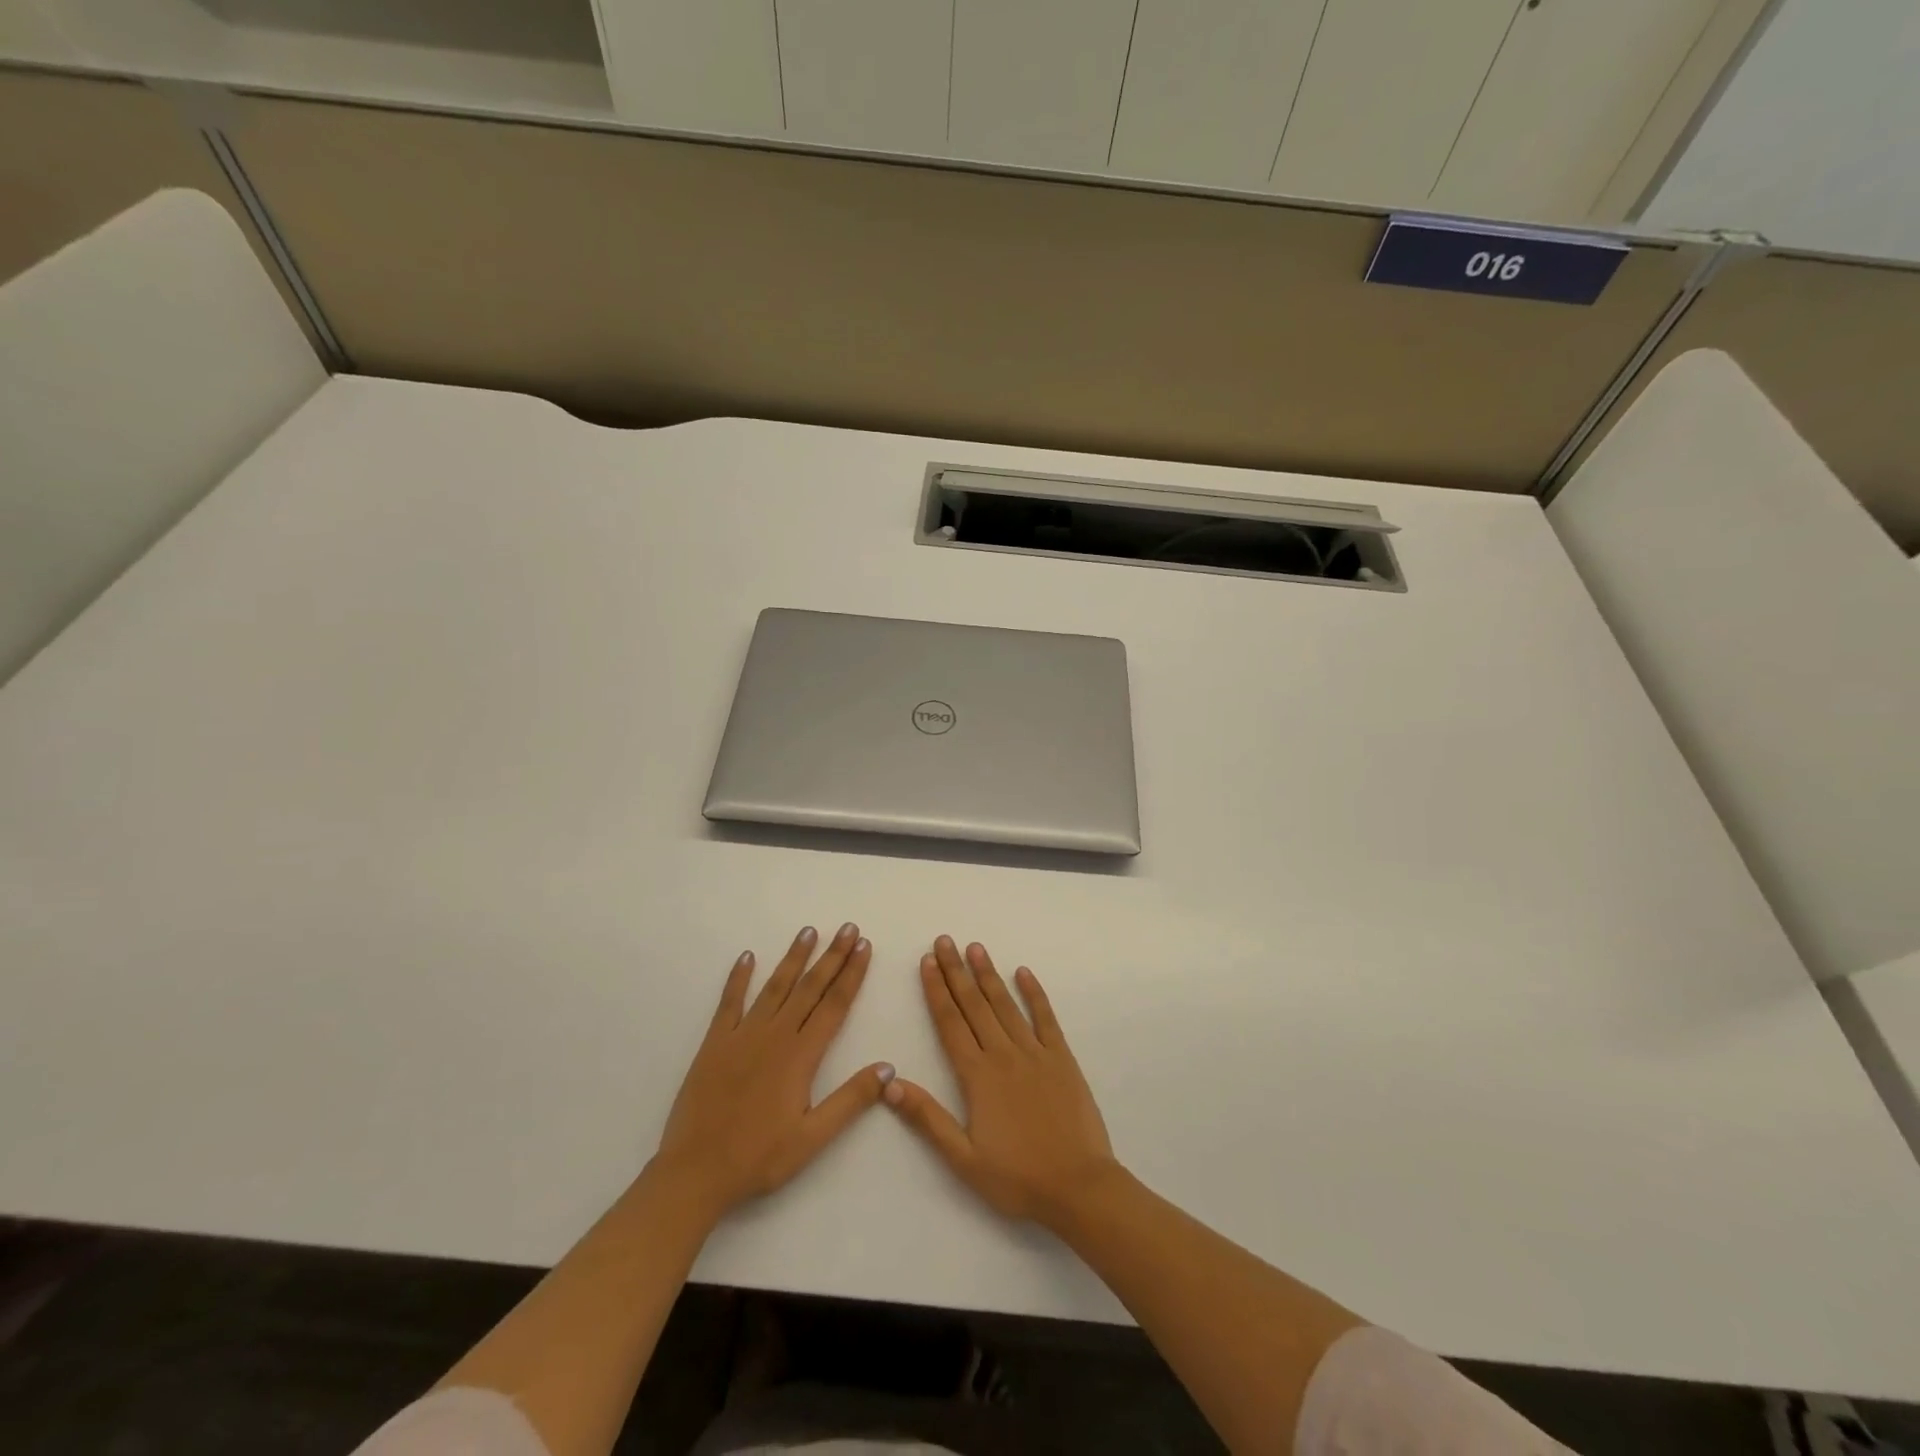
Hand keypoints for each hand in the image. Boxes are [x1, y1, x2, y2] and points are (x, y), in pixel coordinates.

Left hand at [652, 923, 892, 1219]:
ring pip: (774, 987)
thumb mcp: (812, 1139)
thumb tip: (887, 1067)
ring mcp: (742, 1036)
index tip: (864, 947)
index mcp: (801, 1056)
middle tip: (848, 928)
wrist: (694, 1173)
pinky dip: (738, 978)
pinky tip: (747, 957)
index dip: (852, 974)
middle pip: (809, 988)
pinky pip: (729, 1003)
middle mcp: (774, 1036)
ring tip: (809, 931)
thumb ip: (850, 1100)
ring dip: (793, 958)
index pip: (834, 1005)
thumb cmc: (758, 1158)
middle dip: (832, 956)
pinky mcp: (714, 1043)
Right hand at [885, 936, 1117, 1229]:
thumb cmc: (1017, 1179)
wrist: (1079, 1187)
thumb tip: (890, 1083)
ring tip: (975, 947)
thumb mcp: (964, 1159)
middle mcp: (1004, 1055)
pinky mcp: (1062, 1058)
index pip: (950, 1023)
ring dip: (988, 974)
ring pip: (1006, 1005)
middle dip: (956, 971)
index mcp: (978, 1077)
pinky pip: (1045, 1018)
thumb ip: (928, 1118)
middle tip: (944, 941)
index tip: (927, 962)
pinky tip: (1024, 972)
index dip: (937, 991)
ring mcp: (1036, 1053)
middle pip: (974, 1005)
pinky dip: (1034, 994)